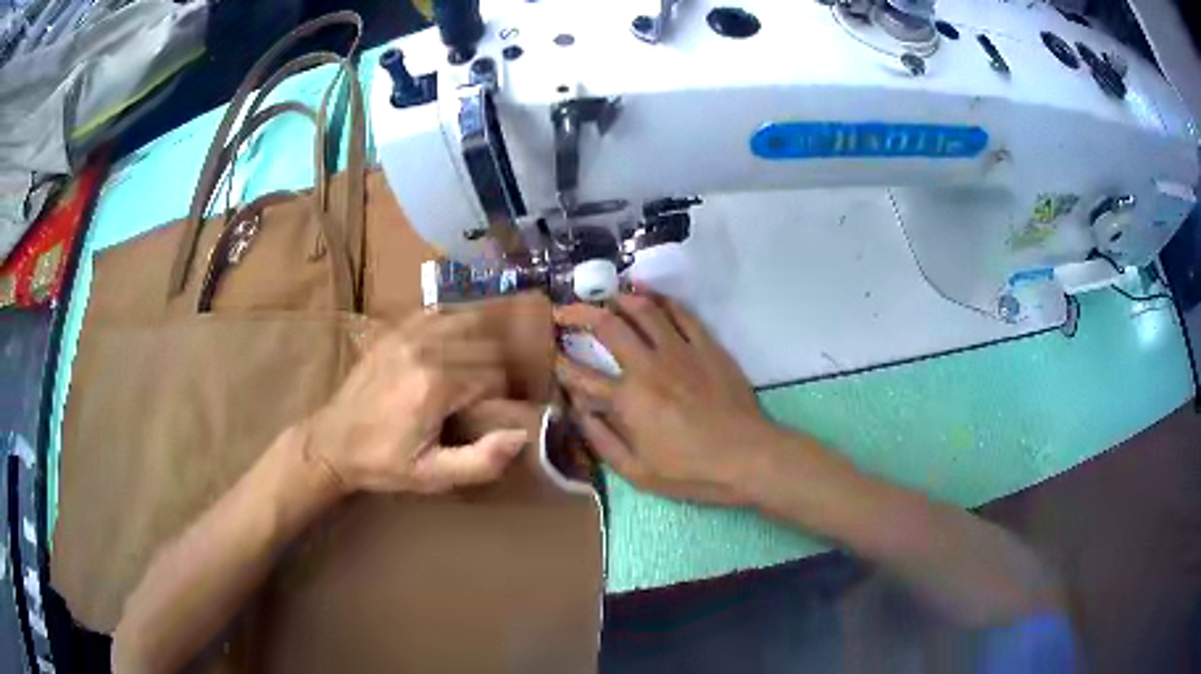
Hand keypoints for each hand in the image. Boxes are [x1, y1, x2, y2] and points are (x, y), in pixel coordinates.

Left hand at [304, 310, 528, 493]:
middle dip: (495, 369)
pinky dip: (454, 324)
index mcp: (435, 385)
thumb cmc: (383, 464)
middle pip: (485, 345)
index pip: (494, 375)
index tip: (492, 414)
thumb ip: (482, 461)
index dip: (501, 396)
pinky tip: (454, 344)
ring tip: (474, 369)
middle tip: (486, 396)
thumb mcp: (433, 477)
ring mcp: (406, 334)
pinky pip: (437, 312)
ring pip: (466, 321)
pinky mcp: (393, 331)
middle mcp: (424, 349)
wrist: (331, 443)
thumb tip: (521, 434)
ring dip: (479, 343)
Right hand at [554, 291, 782, 505]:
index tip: (551, 356)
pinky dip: (661, 299)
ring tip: (605, 297)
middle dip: (578, 314)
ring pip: (644, 310)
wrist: (747, 457)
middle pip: (607, 326)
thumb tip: (578, 413)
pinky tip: (649, 294)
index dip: (560, 364)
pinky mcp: (706, 346)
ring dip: (619, 299)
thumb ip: (602, 441)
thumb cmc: (691, 472)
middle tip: (563, 312)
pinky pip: (681, 312)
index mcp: (628, 400)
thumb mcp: (637, 473)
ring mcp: (679, 351)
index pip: (581, 375)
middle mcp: (648, 366)